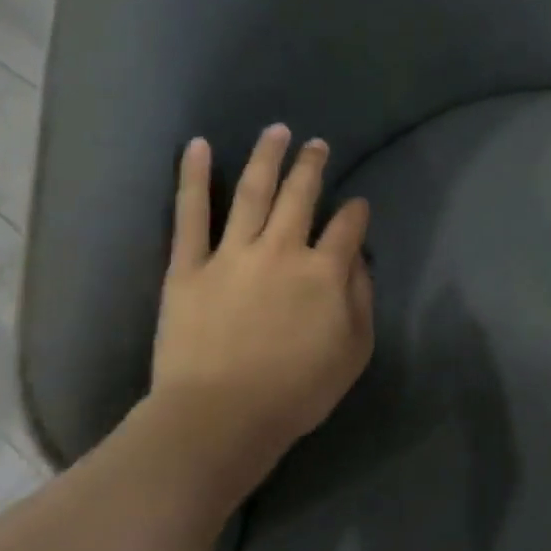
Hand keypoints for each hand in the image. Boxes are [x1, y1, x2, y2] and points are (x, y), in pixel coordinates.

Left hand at [148, 125, 373, 463]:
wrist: (220, 419)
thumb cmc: (295, 392)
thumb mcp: (353, 352)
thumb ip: (361, 300)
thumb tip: (357, 262)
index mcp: (324, 272)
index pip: (348, 228)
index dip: (357, 213)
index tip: (358, 206)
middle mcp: (282, 250)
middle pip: (301, 196)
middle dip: (313, 166)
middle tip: (317, 144)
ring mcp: (232, 254)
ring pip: (253, 192)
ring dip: (268, 157)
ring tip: (277, 131)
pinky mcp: (189, 266)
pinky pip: (190, 214)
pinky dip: (194, 178)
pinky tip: (198, 146)